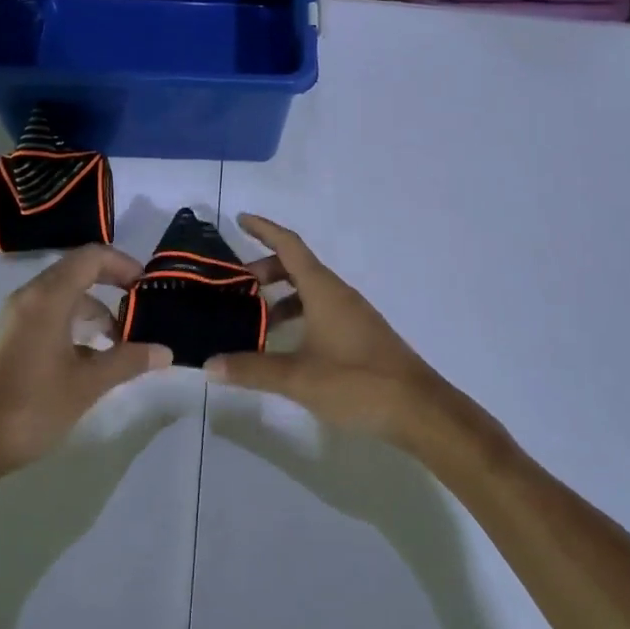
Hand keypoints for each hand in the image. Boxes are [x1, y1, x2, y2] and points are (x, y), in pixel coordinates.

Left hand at [0, 246, 172, 478]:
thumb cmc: (34, 405)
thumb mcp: (89, 383)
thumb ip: (129, 360)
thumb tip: (165, 352)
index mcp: (48, 297)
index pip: (91, 258)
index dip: (122, 264)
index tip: (145, 286)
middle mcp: (30, 296)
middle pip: (77, 271)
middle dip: (111, 284)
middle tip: (139, 307)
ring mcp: (17, 316)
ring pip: (64, 294)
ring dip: (94, 308)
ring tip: (120, 339)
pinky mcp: (11, 336)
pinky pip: (50, 312)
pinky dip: (75, 322)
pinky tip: (91, 355)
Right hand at [207, 215, 451, 445]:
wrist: (419, 409)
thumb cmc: (357, 382)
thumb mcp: (298, 378)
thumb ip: (252, 369)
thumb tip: (210, 364)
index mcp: (324, 290)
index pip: (289, 246)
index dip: (264, 229)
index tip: (240, 219)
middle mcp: (339, 294)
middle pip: (298, 267)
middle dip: (266, 270)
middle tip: (236, 289)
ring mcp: (352, 315)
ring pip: (310, 291)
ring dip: (281, 298)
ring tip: (254, 322)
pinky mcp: (360, 335)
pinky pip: (321, 310)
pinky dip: (298, 316)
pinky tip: (285, 346)